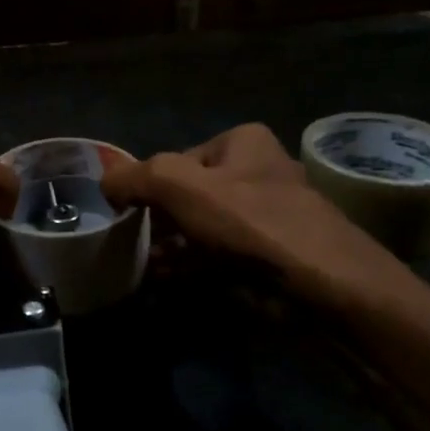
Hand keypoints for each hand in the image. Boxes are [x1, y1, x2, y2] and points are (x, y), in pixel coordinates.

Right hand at [102, 124, 420, 317]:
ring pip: (202, 229)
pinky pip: (218, 258)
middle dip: (158, 220)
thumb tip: (105, 182)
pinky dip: (190, 269)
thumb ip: (137, 177)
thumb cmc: (252, 222)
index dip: (149, 185)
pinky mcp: (268, 258)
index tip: (129, 214)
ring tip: (141, 267)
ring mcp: (265, 219)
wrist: (324, 287)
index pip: (178, 159)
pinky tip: (163, 284)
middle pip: (189, 195)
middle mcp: (257, 174)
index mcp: (243, 143)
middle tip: (131, 242)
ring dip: (170, 248)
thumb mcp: (182, 186)